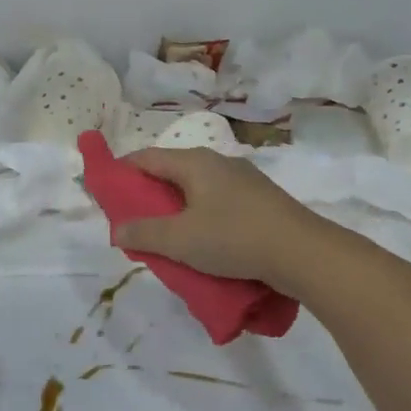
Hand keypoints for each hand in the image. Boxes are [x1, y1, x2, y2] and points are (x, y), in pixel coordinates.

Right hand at [111, 147, 322, 290]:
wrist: (304, 253)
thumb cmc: (234, 238)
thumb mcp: (180, 240)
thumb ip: (143, 233)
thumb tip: (117, 229)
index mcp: (194, 162)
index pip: (146, 157)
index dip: (121, 172)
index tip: (106, 193)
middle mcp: (218, 162)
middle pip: (171, 172)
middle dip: (148, 195)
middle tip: (135, 222)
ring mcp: (243, 179)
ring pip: (196, 189)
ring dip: (176, 208)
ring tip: (168, 237)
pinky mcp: (261, 200)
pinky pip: (218, 202)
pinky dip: (201, 216)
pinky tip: (205, 242)